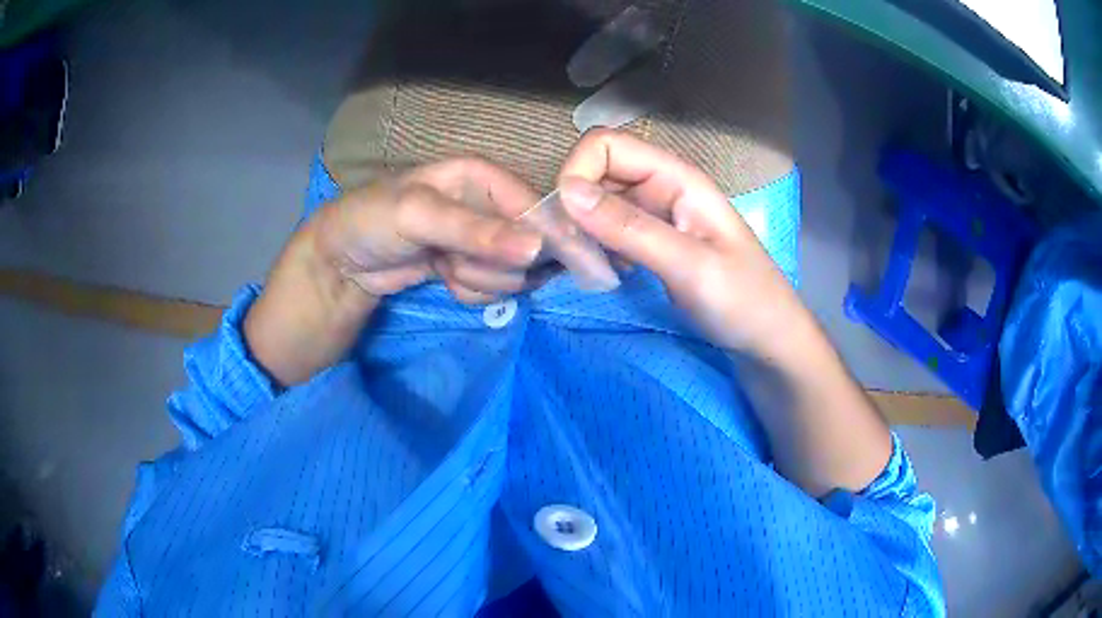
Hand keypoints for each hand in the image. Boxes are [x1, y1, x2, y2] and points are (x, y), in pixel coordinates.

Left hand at [245, 158, 543, 385]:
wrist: (339, 263)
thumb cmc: (371, 221)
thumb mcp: (418, 216)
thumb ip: (475, 231)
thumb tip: (538, 248)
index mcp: (482, 177)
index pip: (536, 205)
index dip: (549, 235)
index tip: (549, 265)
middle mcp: (489, 206)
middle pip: (531, 244)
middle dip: (495, 262)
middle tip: (455, 261)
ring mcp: (482, 240)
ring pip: (514, 271)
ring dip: (479, 279)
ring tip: (442, 267)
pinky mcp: (471, 268)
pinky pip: (493, 288)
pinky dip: (470, 290)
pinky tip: (443, 279)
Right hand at [556, 129, 805, 357]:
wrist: (767, 338)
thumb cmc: (744, 300)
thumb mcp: (690, 266)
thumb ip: (630, 229)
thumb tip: (567, 192)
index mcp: (677, 178)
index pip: (606, 145)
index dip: (578, 172)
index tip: (568, 222)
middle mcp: (661, 187)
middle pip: (597, 173)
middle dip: (576, 208)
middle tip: (577, 255)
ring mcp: (655, 214)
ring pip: (597, 204)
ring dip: (584, 231)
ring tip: (595, 269)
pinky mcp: (651, 240)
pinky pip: (608, 230)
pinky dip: (597, 247)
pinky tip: (610, 274)